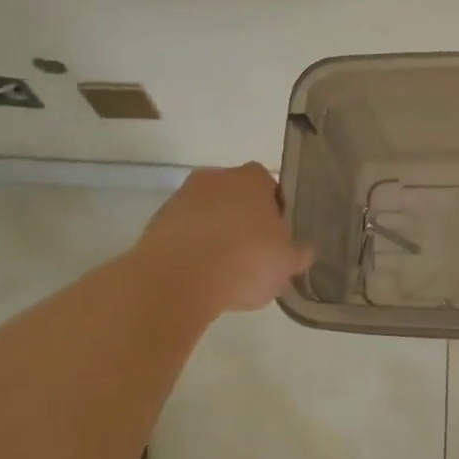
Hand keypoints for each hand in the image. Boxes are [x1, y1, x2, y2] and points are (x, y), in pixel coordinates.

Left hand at [137, 163, 313, 315]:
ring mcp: (182, 198)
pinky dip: (192, 248)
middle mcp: (216, 178)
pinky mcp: (156, 222)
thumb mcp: (287, 263)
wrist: (176, 281)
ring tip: (223, 271)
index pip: (269, 186)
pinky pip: (184, 233)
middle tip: (252, 254)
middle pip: (235, 197)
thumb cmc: (244, 262)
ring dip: (215, 234)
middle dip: (243, 220)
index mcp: (252, 178)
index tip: (276, 239)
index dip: (275, 212)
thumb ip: (298, 253)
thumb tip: (302, 250)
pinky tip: (199, 276)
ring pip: (207, 214)